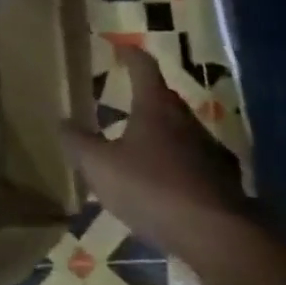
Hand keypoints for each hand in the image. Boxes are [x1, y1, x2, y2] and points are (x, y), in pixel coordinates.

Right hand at [60, 44, 244, 244]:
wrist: (217, 236)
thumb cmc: (152, 189)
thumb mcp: (100, 167)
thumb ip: (79, 143)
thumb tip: (63, 122)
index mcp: (156, 108)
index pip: (144, 68)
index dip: (130, 56)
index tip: (120, 48)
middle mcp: (186, 121)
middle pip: (164, 99)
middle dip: (145, 96)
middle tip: (124, 98)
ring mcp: (209, 150)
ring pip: (180, 131)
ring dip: (161, 131)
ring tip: (139, 143)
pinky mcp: (222, 181)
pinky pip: (193, 162)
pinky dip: (176, 163)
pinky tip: (164, 182)